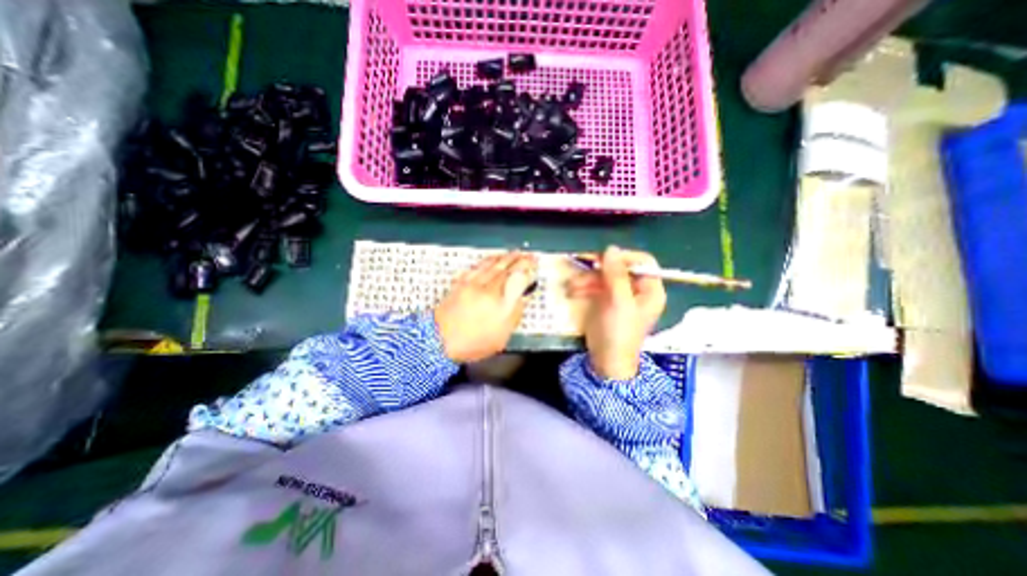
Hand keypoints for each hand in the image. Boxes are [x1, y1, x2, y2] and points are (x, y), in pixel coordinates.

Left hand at [432, 251, 536, 361]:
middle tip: (527, 254)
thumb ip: (515, 313)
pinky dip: (487, 260)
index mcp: (500, 301)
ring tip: (513, 253)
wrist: (438, 340)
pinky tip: (491, 259)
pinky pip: (477, 265)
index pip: (518, 276)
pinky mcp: (461, 282)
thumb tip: (523, 297)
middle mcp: (487, 287)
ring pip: (491, 263)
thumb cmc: (473, 342)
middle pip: (505, 266)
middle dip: (518, 258)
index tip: (534, 263)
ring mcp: (472, 282)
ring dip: (504, 256)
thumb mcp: (502, 336)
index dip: (528, 268)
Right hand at [565, 246, 671, 379]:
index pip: (642, 262)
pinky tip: (573, 291)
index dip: (625, 257)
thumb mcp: (619, 302)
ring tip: (572, 286)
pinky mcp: (606, 301)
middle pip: (621, 268)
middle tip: (583, 266)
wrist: (606, 361)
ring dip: (587, 279)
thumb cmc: (618, 332)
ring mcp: (620, 295)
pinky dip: (584, 287)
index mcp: (650, 290)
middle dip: (600, 269)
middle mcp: (637, 289)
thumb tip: (611, 248)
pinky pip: (596, 286)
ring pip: (605, 276)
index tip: (605, 259)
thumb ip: (616, 275)